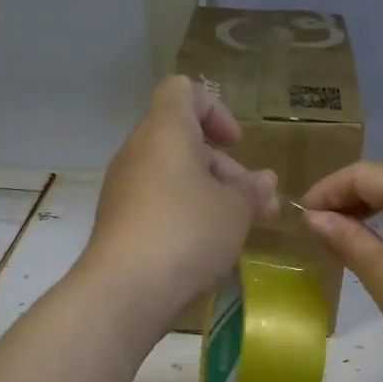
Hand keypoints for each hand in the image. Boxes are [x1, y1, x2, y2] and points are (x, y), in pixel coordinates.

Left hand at [80, 75, 277, 330]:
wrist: (125, 290)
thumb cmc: (187, 233)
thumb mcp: (235, 210)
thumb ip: (252, 190)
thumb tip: (264, 181)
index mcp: (165, 131)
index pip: (182, 91)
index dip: (215, 109)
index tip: (236, 145)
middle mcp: (138, 151)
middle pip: (182, 138)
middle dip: (222, 165)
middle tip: (254, 202)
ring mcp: (123, 188)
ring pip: (171, 174)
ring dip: (208, 193)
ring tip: (239, 229)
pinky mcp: (119, 221)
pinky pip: (157, 202)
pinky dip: (184, 213)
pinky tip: (207, 247)